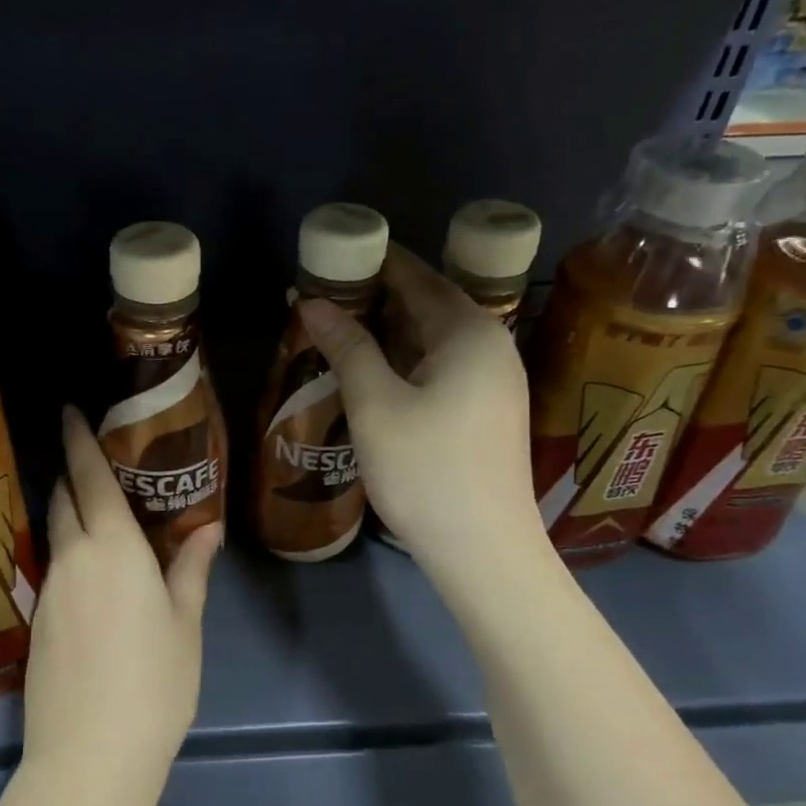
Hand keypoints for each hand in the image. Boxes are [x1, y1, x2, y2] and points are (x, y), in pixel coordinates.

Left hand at [19, 405, 221, 805]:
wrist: (89, 756)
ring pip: (55, 533)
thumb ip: (192, 568)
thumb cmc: (154, 683)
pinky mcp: (36, 621)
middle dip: (70, 473)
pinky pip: (53, 567)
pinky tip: (89, 572)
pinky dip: (68, 551)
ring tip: (94, 511)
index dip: (78, 440)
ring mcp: (48, 590)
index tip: (68, 410)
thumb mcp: (185, 622)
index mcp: (113, 548)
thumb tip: (207, 527)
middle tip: (89, 459)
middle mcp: (73, 558)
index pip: (90, 477)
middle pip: (63, 500)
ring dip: (68, 512)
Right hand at [296, 243, 543, 570]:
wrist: (483, 551)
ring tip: (338, 328)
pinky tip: (373, 370)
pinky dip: (405, 360)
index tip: (334, 254)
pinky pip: (441, 367)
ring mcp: (494, 382)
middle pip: (429, 305)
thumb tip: (310, 301)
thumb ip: (347, 346)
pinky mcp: (487, 412)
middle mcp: (491, 347)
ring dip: (388, 331)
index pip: (418, 278)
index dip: (375, 264)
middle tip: (324, 295)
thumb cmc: (426, 470)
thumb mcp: (375, 404)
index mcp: (470, 333)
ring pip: (434, 340)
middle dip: (377, 297)